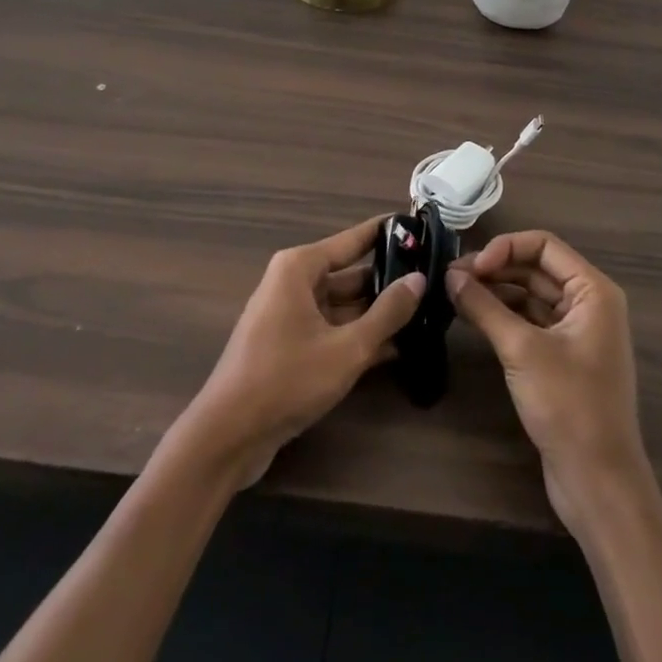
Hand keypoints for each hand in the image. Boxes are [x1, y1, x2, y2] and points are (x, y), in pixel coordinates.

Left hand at [182, 218, 423, 484]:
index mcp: (299, 268)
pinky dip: (359, 336)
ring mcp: (290, 316)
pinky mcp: (290, 346)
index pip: (353, 239)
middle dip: (388, 279)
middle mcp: (293, 283)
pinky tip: (398, 348)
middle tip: (432, 279)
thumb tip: (419, 279)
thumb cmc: (287, 379)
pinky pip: (332, 330)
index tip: (419, 226)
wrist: (229, 435)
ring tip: (425, 312)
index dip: (386, 233)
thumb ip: (387, 313)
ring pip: (343, 305)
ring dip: (377, 313)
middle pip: (349, 273)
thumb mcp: (347, 347)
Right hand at [446, 231, 649, 535]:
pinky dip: (502, 314)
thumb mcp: (521, 350)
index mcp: (593, 291)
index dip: (505, 248)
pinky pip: (529, 321)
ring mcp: (575, 331)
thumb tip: (450, 275)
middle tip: (451, 277)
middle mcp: (588, 303)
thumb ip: (484, 306)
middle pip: (535, 268)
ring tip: (454, 293)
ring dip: (495, 290)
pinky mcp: (561, 357)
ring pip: (530, 294)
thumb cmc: (569, 405)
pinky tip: (471, 315)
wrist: (598, 481)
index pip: (544, 245)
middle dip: (495, 268)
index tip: (470, 267)